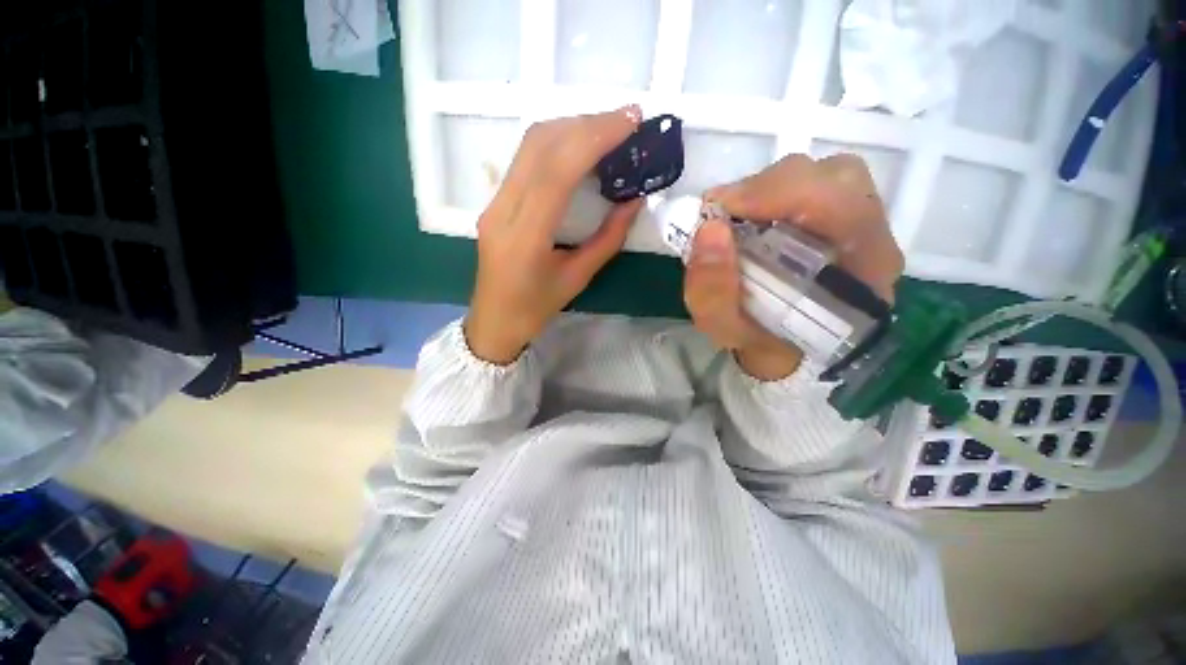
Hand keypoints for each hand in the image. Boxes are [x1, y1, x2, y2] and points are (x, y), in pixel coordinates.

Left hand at [464, 106, 644, 364]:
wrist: (493, 321)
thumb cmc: (536, 309)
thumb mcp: (578, 279)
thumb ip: (608, 239)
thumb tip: (634, 200)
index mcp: (525, 238)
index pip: (556, 172)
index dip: (593, 138)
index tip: (630, 122)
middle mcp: (503, 211)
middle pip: (539, 146)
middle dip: (586, 123)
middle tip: (626, 120)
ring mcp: (494, 202)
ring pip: (529, 146)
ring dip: (571, 128)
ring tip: (608, 130)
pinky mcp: (495, 201)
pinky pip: (525, 159)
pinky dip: (557, 143)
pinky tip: (581, 147)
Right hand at [684, 154, 903, 380]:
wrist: (782, 346)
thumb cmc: (760, 340)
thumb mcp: (724, 330)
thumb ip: (712, 292)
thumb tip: (710, 229)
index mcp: (862, 275)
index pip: (842, 207)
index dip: (778, 195)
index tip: (721, 210)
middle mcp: (874, 241)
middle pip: (838, 179)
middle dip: (769, 188)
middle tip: (723, 213)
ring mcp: (862, 222)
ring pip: (828, 173)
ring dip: (771, 187)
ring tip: (737, 213)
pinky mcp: (841, 214)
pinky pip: (815, 182)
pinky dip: (774, 190)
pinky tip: (751, 214)